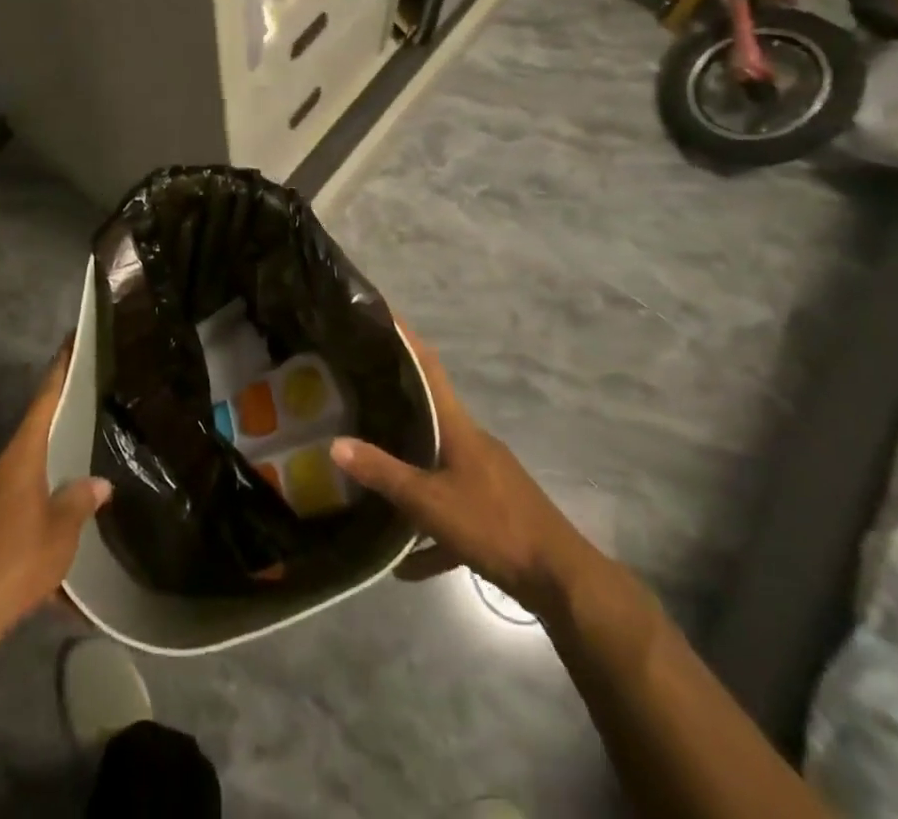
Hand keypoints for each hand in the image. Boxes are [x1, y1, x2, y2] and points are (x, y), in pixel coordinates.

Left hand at [0, 345, 111, 635]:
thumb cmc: (12, 564)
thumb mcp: (60, 535)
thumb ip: (80, 504)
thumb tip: (98, 483)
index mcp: (18, 460)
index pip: (43, 403)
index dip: (58, 372)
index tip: (69, 342)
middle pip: (31, 446)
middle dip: (57, 445)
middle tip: (86, 438)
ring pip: (19, 487)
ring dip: (44, 496)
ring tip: (73, 513)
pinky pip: (6, 519)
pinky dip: (28, 530)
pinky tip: (46, 563)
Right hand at [331, 330, 572, 614]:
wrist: (561, 579)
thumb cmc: (494, 525)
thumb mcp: (430, 502)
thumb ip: (384, 473)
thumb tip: (336, 444)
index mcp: (459, 427)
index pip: (429, 368)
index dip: (407, 340)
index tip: (383, 317)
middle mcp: (473, 443)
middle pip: (430, 413)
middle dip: (397, 403)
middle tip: (358, 394)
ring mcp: (486, 477)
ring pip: (439, 464)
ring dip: (410, 472)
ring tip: (373, 475)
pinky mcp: (496, 512)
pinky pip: (453, 512)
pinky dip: (431, 531)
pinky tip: (407, 563)